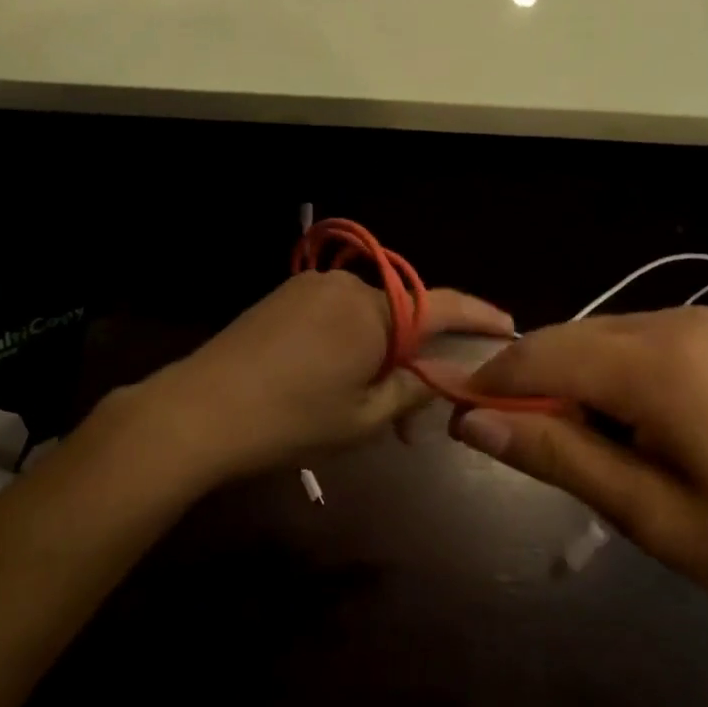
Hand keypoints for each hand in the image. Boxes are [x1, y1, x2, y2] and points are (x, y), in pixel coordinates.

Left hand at [124, 270, 514, 489]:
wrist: (198, 412)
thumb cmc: (291, 421)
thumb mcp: (365, 418)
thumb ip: (416, 389)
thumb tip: (453, 372)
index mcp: (372, 311)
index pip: (442, 306)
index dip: (479, 318)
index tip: (509, 328)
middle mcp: (345, 285)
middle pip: (403, 315)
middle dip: (417, 357)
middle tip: (415, 415)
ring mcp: (310, 287)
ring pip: (368, 317)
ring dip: (380, 354)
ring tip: (369, 408)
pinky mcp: (284, 297)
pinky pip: (336, 315)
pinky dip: (350, 344)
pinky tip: (334, 381)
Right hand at [457, 307, 707, 628]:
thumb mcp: (647, 513)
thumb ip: (556, 455)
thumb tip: (470, 421)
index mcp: (658, 363)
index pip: (542, 353)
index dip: (490, 382)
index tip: (455, 418)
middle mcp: (671, 320)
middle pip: (564, 337)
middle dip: (526, 382)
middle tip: (509, 441)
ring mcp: (694, 320)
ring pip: (592, 336)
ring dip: (563, 379)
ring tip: (571, 442)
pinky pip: (626, 340)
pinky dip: (600, 373)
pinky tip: (617, 421)